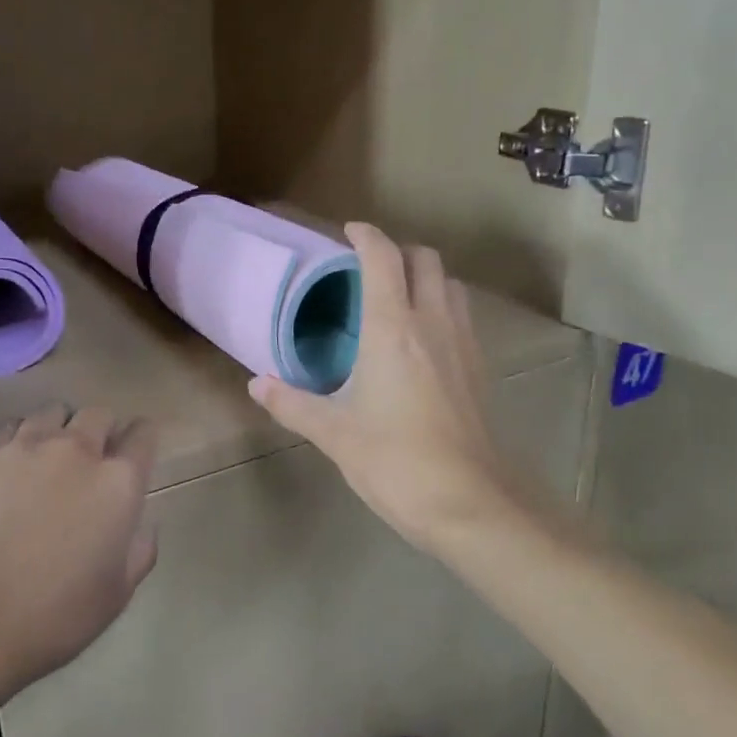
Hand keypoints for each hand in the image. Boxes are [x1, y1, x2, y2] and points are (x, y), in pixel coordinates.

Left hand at [0, 406, 157, 691]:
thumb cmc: (54, 615)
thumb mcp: (116, 594)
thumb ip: (139, 551)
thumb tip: (143, 526)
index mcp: (117, 481)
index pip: (143, 434)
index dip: (141, 441)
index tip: (133, 455)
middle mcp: (76, 450)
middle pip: (98, 415)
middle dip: (99, 431)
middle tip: (88, 462)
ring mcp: (24, 446)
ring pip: (50, 413)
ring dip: (56, 431)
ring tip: (43, 460)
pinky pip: (6, 430)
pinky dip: (13, 443)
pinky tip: (3, 472)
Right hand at [250, 224, 523, 555]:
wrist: (469, 504)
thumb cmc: (395, 462)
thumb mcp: (334, 434)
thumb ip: (293, 404)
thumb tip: (257, 384)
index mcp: (392, 329)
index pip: (382, 259)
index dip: (366, 236)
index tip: (348, 232)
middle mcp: (432, 323)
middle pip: (425, 260)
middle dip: (399, 251)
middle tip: (370, 267)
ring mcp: (462, 344)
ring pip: (450, 285)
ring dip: (425, 277)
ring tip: (398, 297)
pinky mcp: (479, 369)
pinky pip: (461, 316)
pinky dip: (442, 307)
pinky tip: (423, 339)